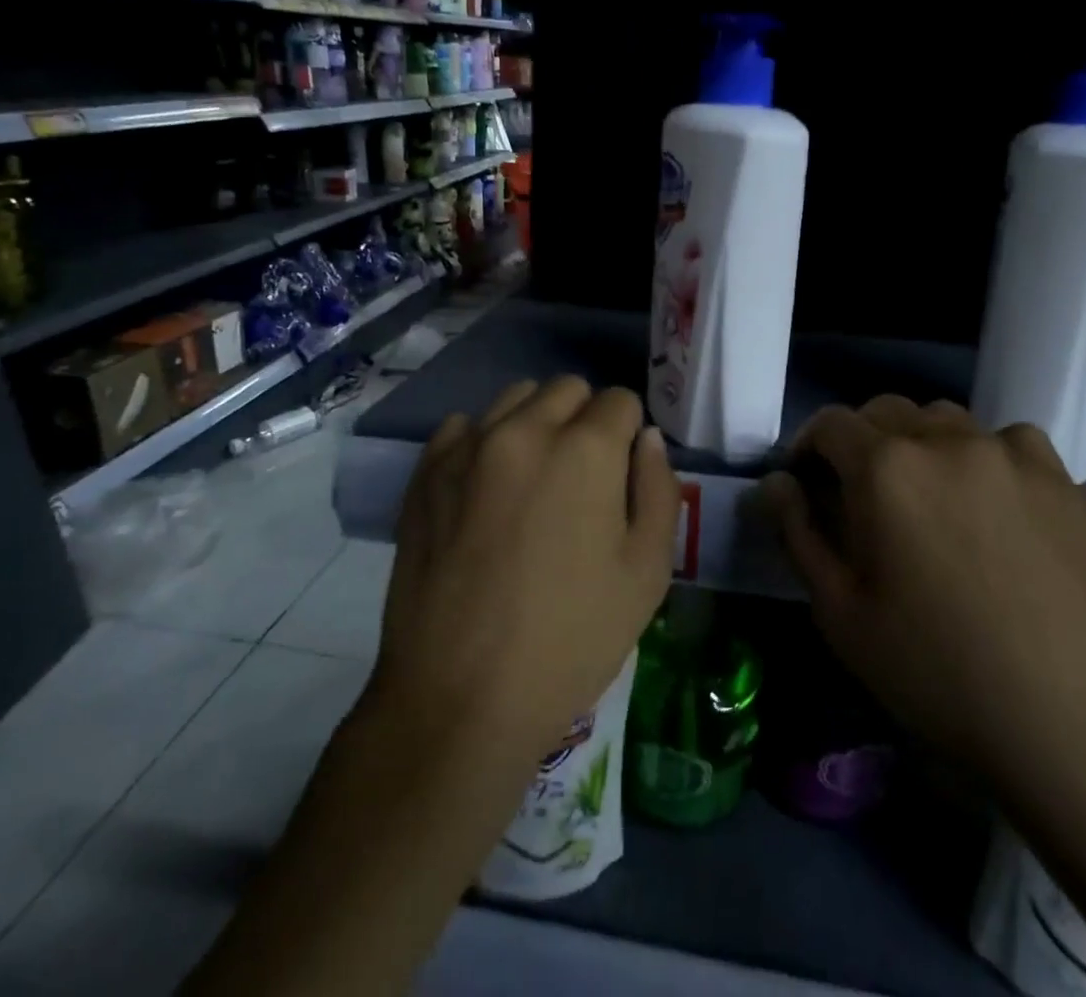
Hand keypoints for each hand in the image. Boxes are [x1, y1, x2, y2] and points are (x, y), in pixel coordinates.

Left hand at [370, 377, 679, 764]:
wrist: (459, 697)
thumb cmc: (570, 640)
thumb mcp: (646, 574)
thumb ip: (659, 490)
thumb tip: (647, 440)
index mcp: (586, 449)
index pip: (620, 401)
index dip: (628, 435)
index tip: (620, 476)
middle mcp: (525, 429)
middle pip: (568, 388)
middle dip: (584, 419)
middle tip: (581, 479)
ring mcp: (468, 446)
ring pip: (515, 399)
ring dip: (535, 423)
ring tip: (532, 481)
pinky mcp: (426, 471)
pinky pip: (464, 427)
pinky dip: (483, 442)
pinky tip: (484, 491)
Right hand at [760, 397, 1085, 825]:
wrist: (1075, 724)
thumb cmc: (937, 672)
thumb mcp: (840, 612)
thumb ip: (798, 533)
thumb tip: (775, 483)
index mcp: (883, 468)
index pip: (829, 424)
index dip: (807, 448)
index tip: (806, 484)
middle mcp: (942, 440)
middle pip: (884, 412)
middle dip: (859, 443)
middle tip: (861, 496)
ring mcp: (1007, 453)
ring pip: (942, 420)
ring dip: (918, 444)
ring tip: (926, 498)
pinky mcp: (1059, 477)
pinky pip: (1005, 439)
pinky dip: (983, 455)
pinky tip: (991, 501)